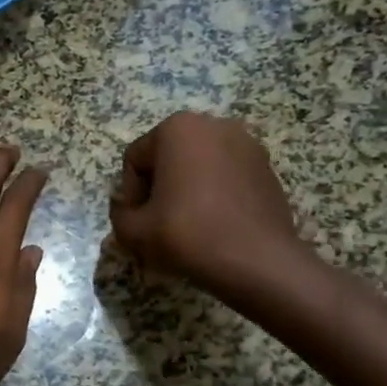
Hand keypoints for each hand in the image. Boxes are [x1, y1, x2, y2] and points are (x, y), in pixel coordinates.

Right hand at [109, 113, 310, 302]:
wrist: (256, 260)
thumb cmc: (187, 234)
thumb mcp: (133, 230)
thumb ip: (119, 213)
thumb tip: (127, 208)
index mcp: (177, 128)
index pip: (135, 159)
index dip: (129, 193)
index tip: (138, 220)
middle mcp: (214, 125)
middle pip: (168, 157)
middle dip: (159, 187)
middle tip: (158, 222)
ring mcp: (247, 144)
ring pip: (199, 166)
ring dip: (187, 189)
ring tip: (188, 224)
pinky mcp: (267, 167)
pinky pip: (226, 176)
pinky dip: (215, 194)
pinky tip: (215, 224)